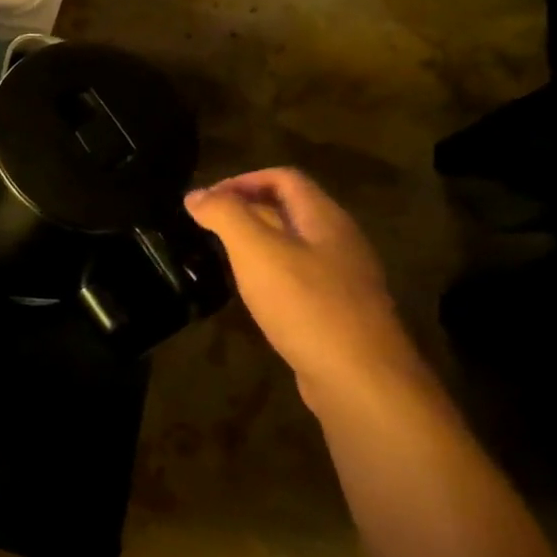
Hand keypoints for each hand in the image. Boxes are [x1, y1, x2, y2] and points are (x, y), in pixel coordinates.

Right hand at [186, 169, 428, 415]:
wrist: (360, 378)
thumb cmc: (306, 304)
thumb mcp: (256, 251)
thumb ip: (225, 216)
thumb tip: (196, 195)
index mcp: (325, 218)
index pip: (283, 178)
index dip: (241, 180)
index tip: (205, 201)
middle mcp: (339, 241)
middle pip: (289, 208)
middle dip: (244, 209)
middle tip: (205, 227)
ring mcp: (342, 277)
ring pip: (293, 243)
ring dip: (255, 241)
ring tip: (220, 256)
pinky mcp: (337, 310)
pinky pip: (298, 275)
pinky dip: (268, 271)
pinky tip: (250, 293)